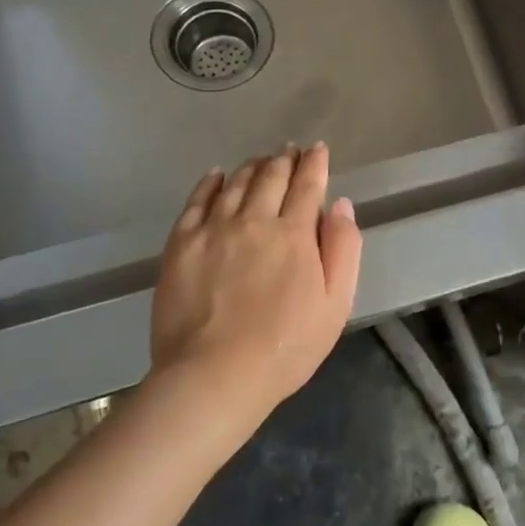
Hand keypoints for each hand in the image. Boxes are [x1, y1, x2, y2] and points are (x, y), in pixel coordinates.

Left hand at [149, 144, 361, 421]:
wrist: (215, 375)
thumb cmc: (286, 347)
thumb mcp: (336, 304)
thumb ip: (343, 249)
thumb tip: (341, 204)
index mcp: (295, 234)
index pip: (308, 186)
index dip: (315, 164)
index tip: (317, 149)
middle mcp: (254, 220)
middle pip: (270, 178)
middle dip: (284, 160)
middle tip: (289, 151)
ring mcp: (213, 230)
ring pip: (235, 184)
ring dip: (251, 167)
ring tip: (260, 160)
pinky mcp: (181, 245)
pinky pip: (196, 202)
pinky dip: (209, 183)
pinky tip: (216, 175)